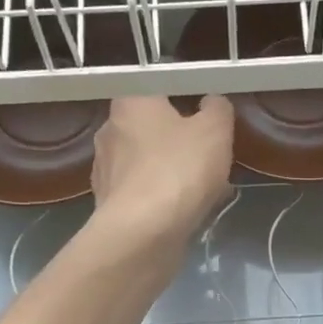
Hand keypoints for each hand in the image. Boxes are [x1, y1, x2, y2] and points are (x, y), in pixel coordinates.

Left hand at [91, 95, 234, 242]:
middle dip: (178, 141)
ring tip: (204, 189)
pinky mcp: (108, 205)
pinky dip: (162, 198)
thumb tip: (212, 103)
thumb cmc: (178, 170)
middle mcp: (109, 131)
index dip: (185, 102)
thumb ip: (218, 109)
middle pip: (151, 129)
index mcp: (129, 102)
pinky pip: (143, 193)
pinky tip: (185, 212)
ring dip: (172, 172)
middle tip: (208, 156)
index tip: (206, 119)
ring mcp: (105, 171)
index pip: (158, 89)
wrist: (142, 234)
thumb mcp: (215, 130)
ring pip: (148, 164)